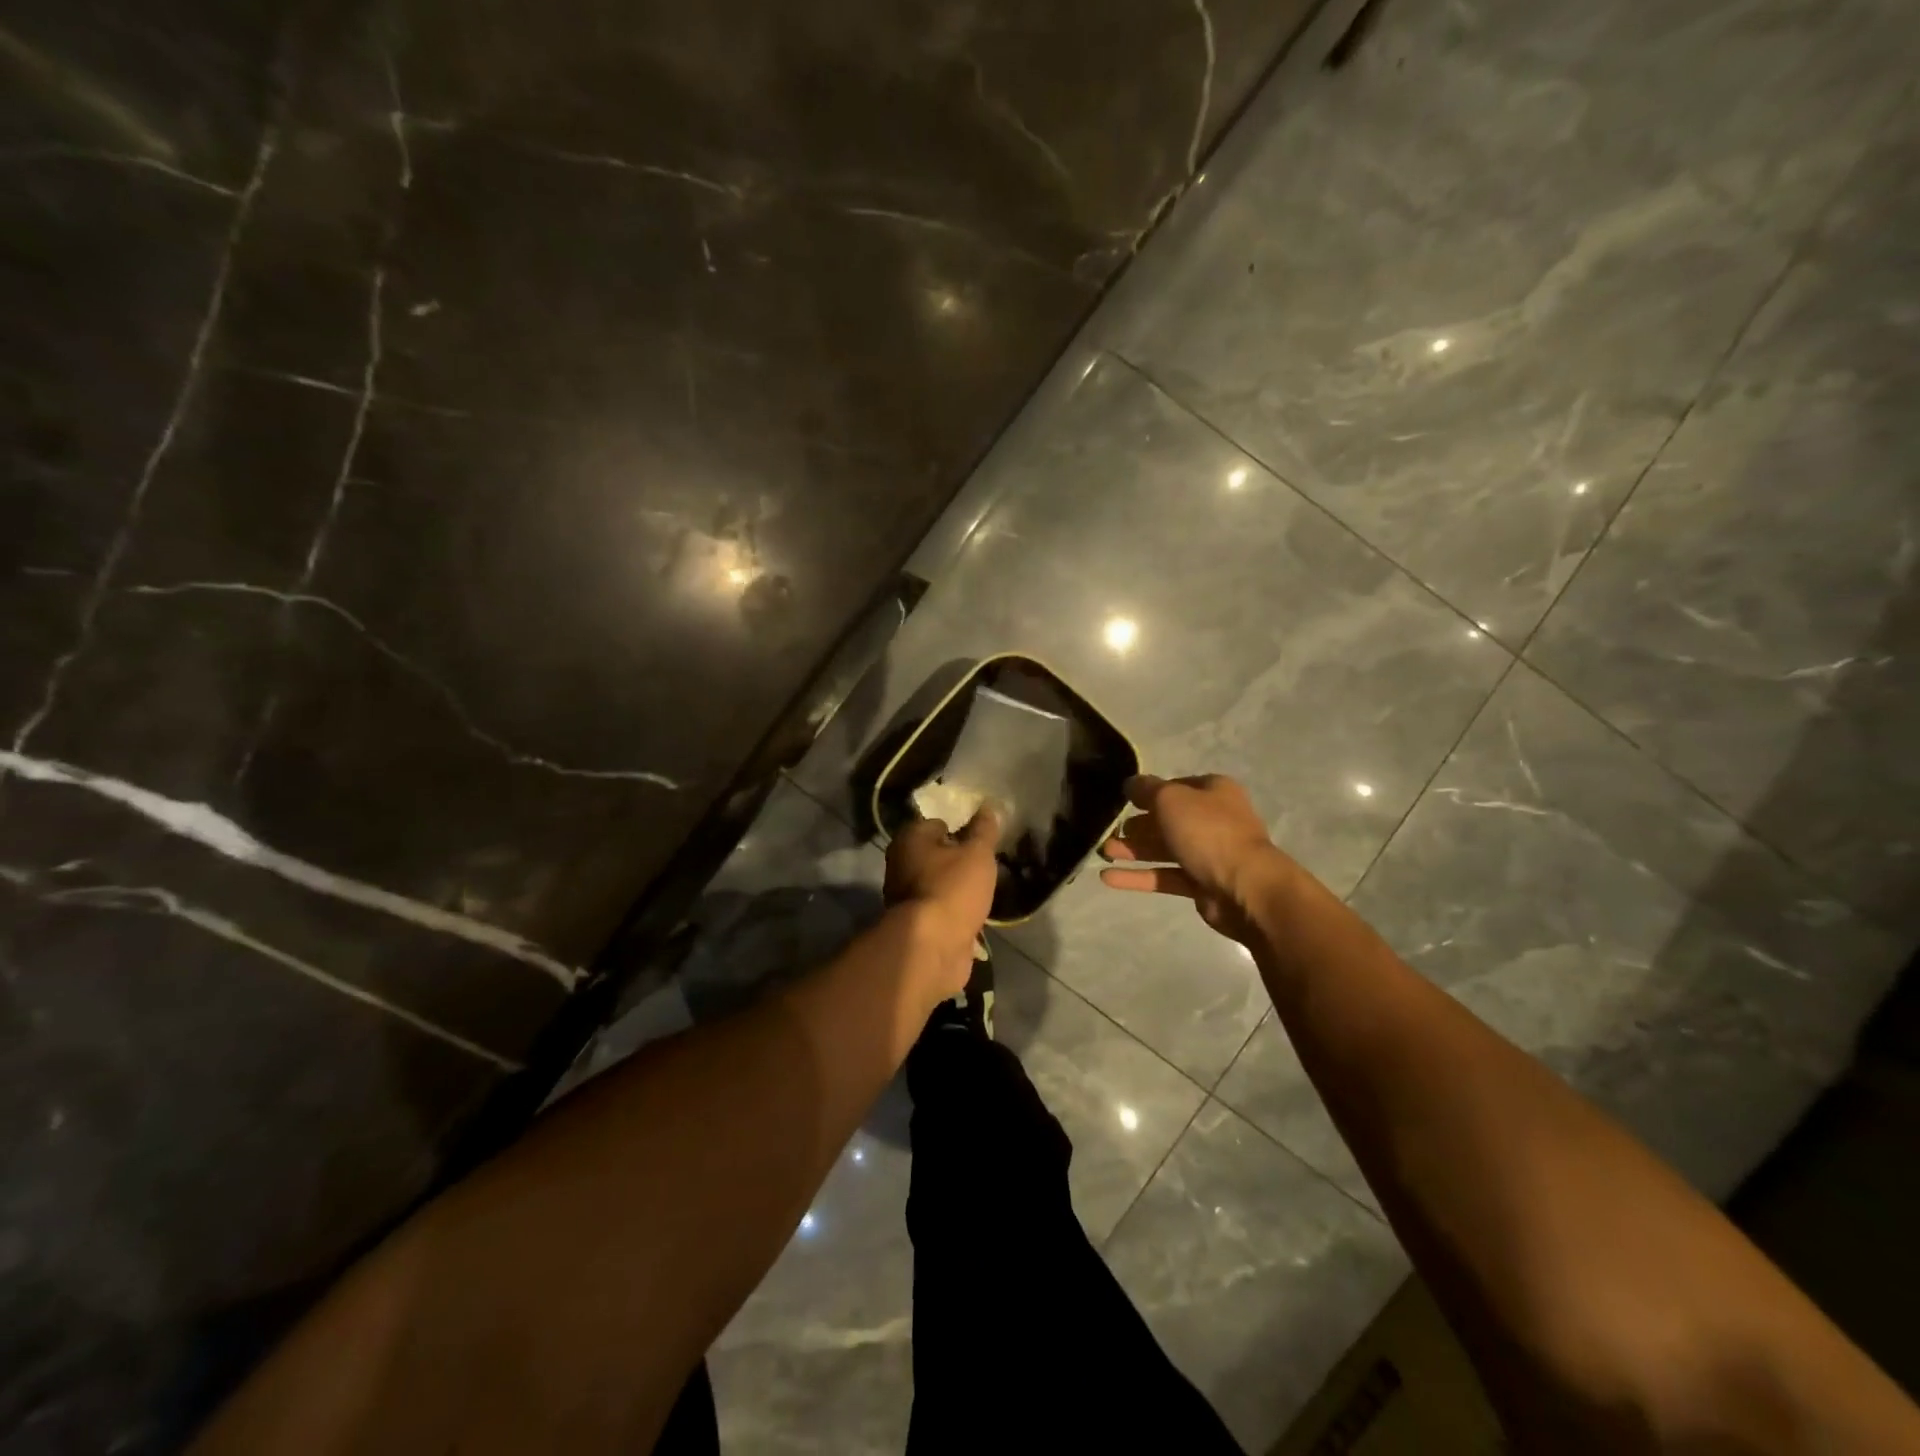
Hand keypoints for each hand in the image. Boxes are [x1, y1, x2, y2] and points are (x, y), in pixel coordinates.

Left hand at [884, 806, 1001, 987]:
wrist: (933, 946)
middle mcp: (900, 864)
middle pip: (934, 854)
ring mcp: (905, 896)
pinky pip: (939, 908)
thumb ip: (983, 830)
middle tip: (984, 864)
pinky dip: (953, 910)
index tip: (980, 840)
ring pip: (937, 882)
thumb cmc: (953, 888)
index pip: (936, 824)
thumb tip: (987, 806)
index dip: (959, 829)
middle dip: (957, 859)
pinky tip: (973, 913)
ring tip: (983, 889)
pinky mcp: (915, 923)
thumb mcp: (977, 853)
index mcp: (909, 839)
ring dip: (956, 886)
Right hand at [1099, 774, 1290, 939]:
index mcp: (1214, 792)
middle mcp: (1214, 820)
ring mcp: (1209, 855)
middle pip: (1169, 820)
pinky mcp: (1201, 885)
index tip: (1124, 801)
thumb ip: (1146, 789)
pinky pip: (1165, 877)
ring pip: (1164, 849)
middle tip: (1110, 831)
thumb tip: (1130, 783)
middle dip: (1137, 825)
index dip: (1150, 793)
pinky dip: (1138, 877)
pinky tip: (1108, 878)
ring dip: (1134, 850)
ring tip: (1104, 853)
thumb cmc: (1208, 832)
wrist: (1244, 888)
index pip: (1176, 787)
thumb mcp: (1170, 799)